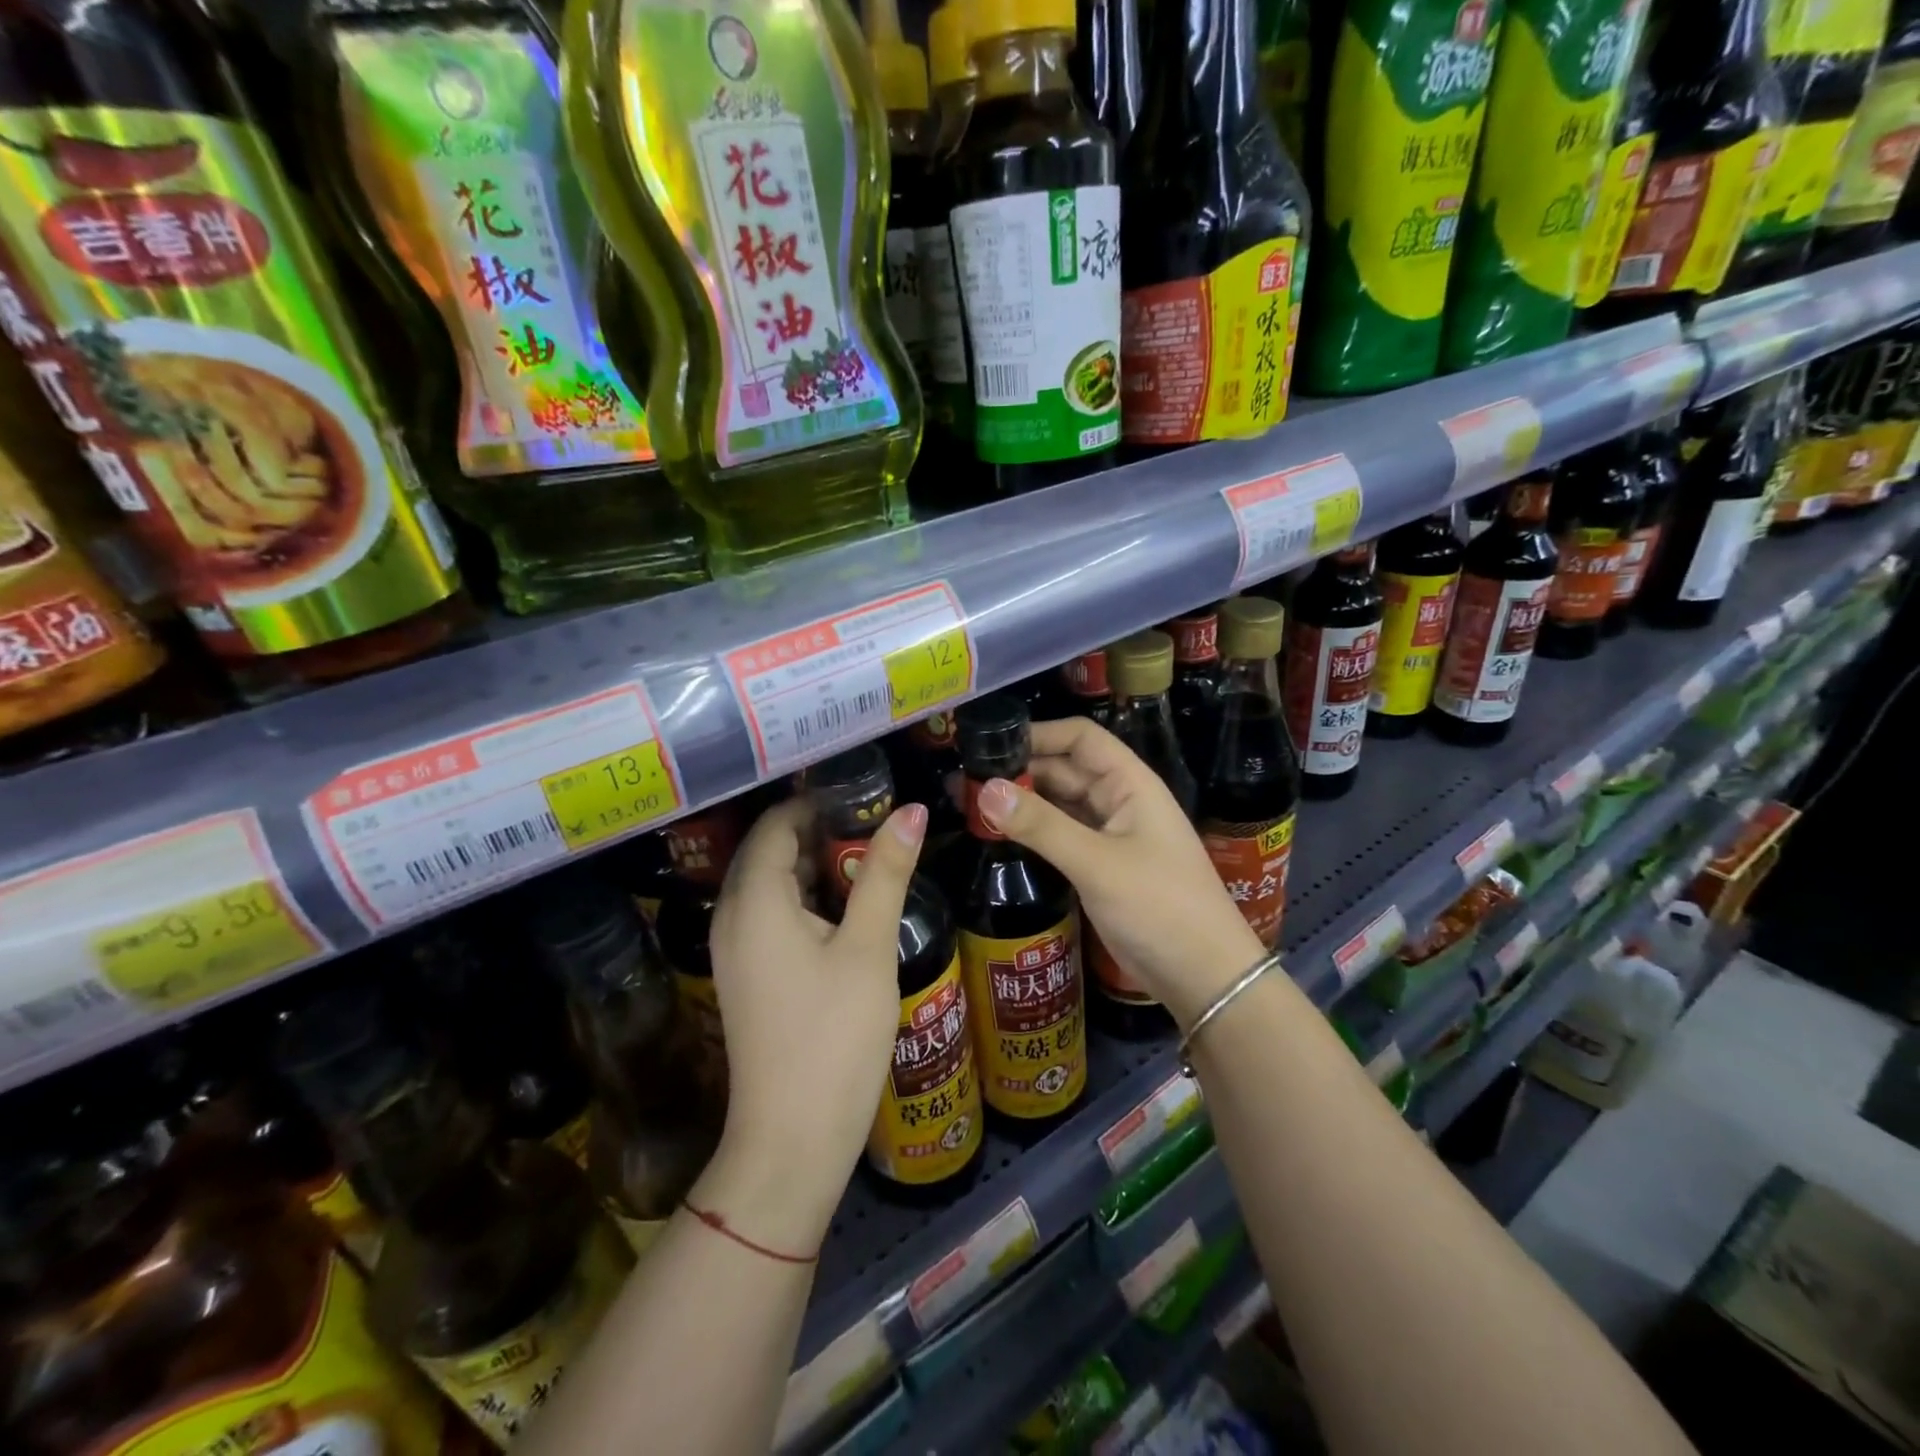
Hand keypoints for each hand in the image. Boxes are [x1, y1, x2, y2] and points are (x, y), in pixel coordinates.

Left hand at [700, 797, 927, 1253]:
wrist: (791, 1140)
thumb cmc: (833, 1036)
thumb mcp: (868, 947)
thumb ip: (885, 872)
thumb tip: (912, 810)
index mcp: (754, 900)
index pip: (777, 824)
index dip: (818, 801)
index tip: (867, 790)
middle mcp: (732, 915)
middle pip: (771, 850)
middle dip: (821, 830)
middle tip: (877, 819)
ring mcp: (735, 949)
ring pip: (772, 883)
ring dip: (816, 865)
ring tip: (871, 855)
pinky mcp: (747, 975)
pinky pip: (771, 914)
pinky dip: (806, 898)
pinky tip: (848, 906)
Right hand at [976, 718, 1265, 1027]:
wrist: (1203, 976)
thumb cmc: (1159, 907)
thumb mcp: (1097, 863)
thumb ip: (1041, 825)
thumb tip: (985, 789)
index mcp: (1130, 784)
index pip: (1081, 738)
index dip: (1039, 734)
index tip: (991, 743)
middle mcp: (1120, 801)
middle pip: (1066, 770)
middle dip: (1022, 770)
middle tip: (968, 778)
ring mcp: (1111, 835)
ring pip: (1061, 804)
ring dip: (1024, 802)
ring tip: (973, 802)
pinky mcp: (1101, 866)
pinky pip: (1062, 835)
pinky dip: (1034, 831)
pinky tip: (1001, 834)